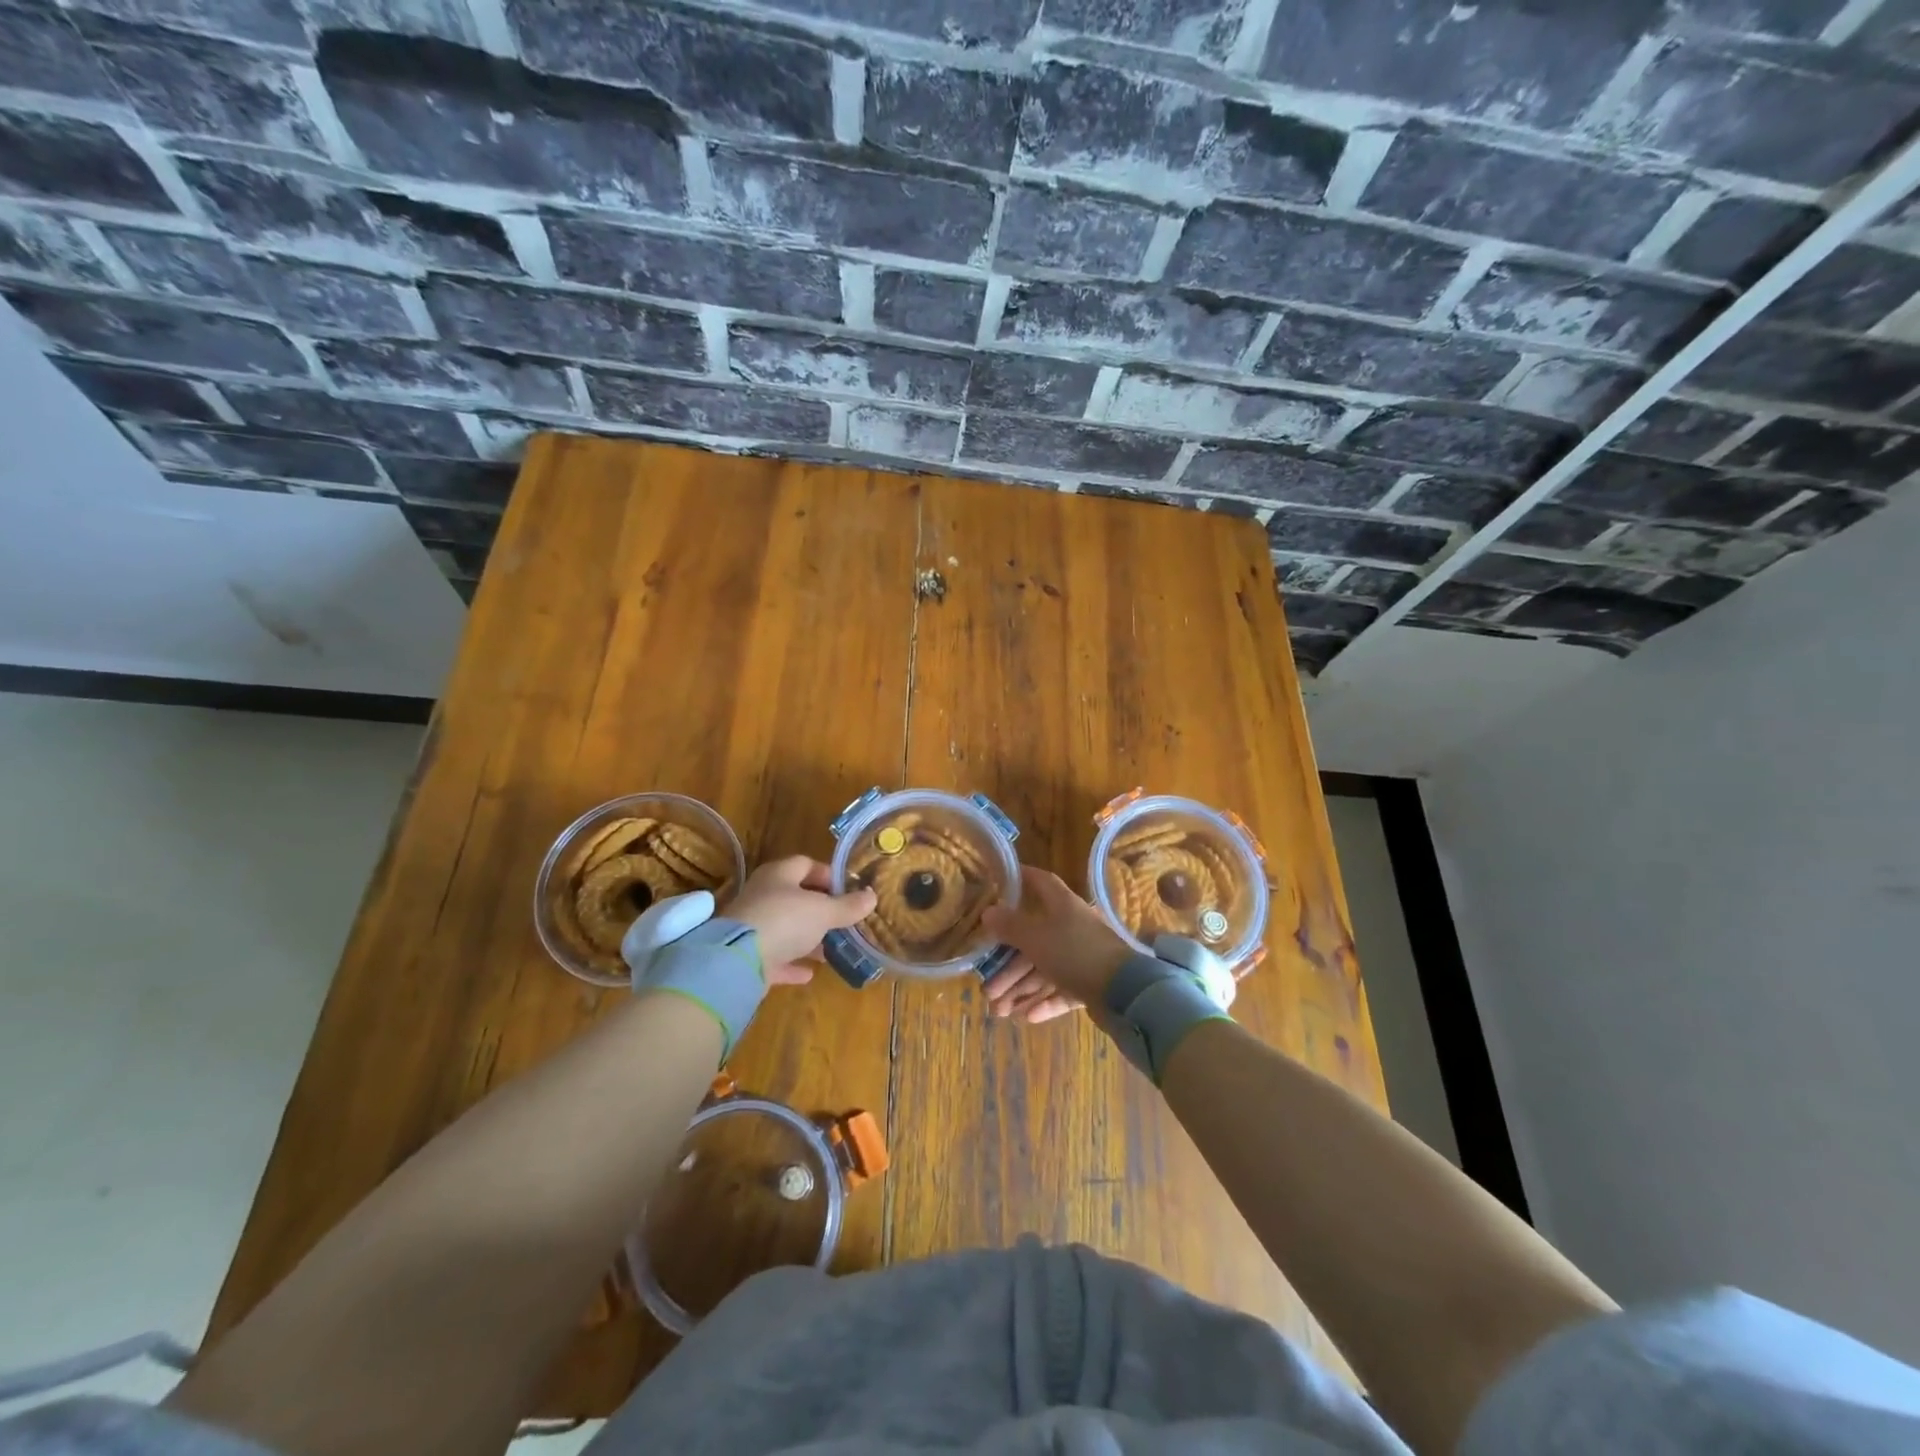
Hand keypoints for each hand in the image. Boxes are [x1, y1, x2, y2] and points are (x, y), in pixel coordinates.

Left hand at [726, 855, 876, 984]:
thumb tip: (872, 896)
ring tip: (832, 949)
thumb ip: (848, 906)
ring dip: (808, 938)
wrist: (737, 959)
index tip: (849, 890)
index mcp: (779, 874)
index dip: (828, 874)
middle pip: (796, 897)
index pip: (806, 864)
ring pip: (786, 928)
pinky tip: (810, 973)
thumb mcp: (824, 911)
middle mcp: (763, 895)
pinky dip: (792, 962)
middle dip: (821, 909)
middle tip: (844, 921)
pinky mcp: (747, 955)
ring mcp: (753, 925)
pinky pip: (776, 956)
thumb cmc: (785, 920)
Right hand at [980, 866, 1131, 1021]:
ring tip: (999, 1011)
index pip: (1039, 881)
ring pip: (1044, 970)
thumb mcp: (1035, 937)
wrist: (1124, 991)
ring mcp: (1083, 955)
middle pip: (1033, 939)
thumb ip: (1009, 925)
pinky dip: (1044, 1002)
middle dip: (1007, 965)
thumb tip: (988, 911)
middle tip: (987, 987)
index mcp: (1062, 905)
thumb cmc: (1074, 952)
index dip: (1020, 878)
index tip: (998, 881)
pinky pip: (1061, 990)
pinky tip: (1027, 1017)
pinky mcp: (1091, 982)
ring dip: (1020, 990)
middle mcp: (1072, 926)